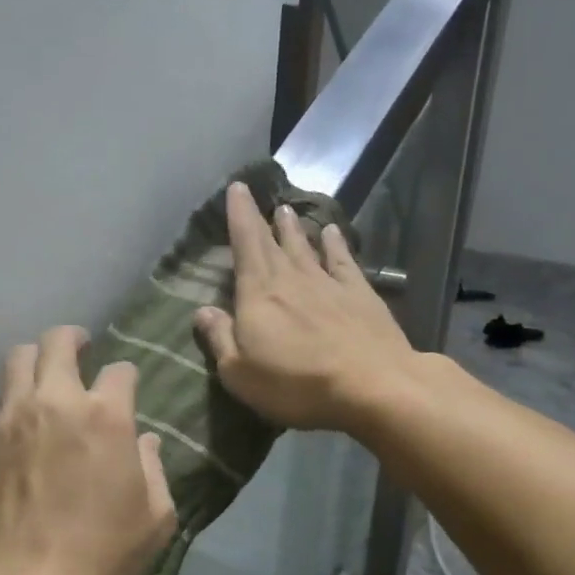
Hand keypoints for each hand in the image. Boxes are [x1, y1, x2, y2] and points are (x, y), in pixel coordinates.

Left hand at [0, 326, 176, 574]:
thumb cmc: (103, 554)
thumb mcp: (155, 517)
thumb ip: (154, 468)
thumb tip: (145, 442)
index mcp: (106, 415)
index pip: (120, 370)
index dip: (126, 376)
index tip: (126, 388)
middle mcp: (56, 402)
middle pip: (58, 342)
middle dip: (73, 339)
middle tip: (80, 350)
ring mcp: (12, 417)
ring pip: (17, 359)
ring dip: (36, 361)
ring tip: (44, 378)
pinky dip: (12, 400)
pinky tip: (21, 423)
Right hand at [194, 181, 417, 431]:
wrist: (372, 385)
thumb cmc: (297, 384)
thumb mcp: (241, 374)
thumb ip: (220, 339)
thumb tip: (202, 311)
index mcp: (258, 294)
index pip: (245, 246)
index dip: (239, 216)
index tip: (236, 188)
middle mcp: (291, 279)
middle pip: (271, 243)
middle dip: (259, 217)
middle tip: (253, 192)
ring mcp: (328, 284)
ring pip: (305, 247)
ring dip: (293, 228)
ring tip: (286, 210)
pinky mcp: (360, 294)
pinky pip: (342, 261)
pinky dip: (335, 244)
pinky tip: (332, 232)